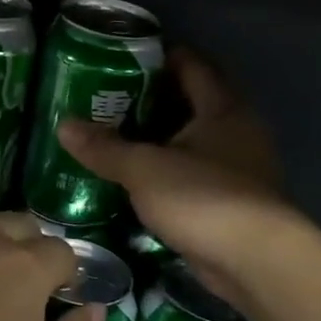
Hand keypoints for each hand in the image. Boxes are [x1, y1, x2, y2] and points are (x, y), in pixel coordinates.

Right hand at [58, 49, 287, 305]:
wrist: (257, 264)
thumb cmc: (204, 198)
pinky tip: (138, 177)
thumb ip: (105, 147)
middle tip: (106, 98)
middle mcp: (236, 130)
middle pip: (191, 101)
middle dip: (151, 98)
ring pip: (192, 139)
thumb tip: (63, 125)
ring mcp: (238, 167)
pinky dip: (168, 169)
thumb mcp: (144, 169)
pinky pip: (194, 171)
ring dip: (159, 137)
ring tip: (114, 136)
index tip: (119, 58)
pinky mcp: (232, 200)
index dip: (158, 56)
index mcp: (222, 108)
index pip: (191, 65)